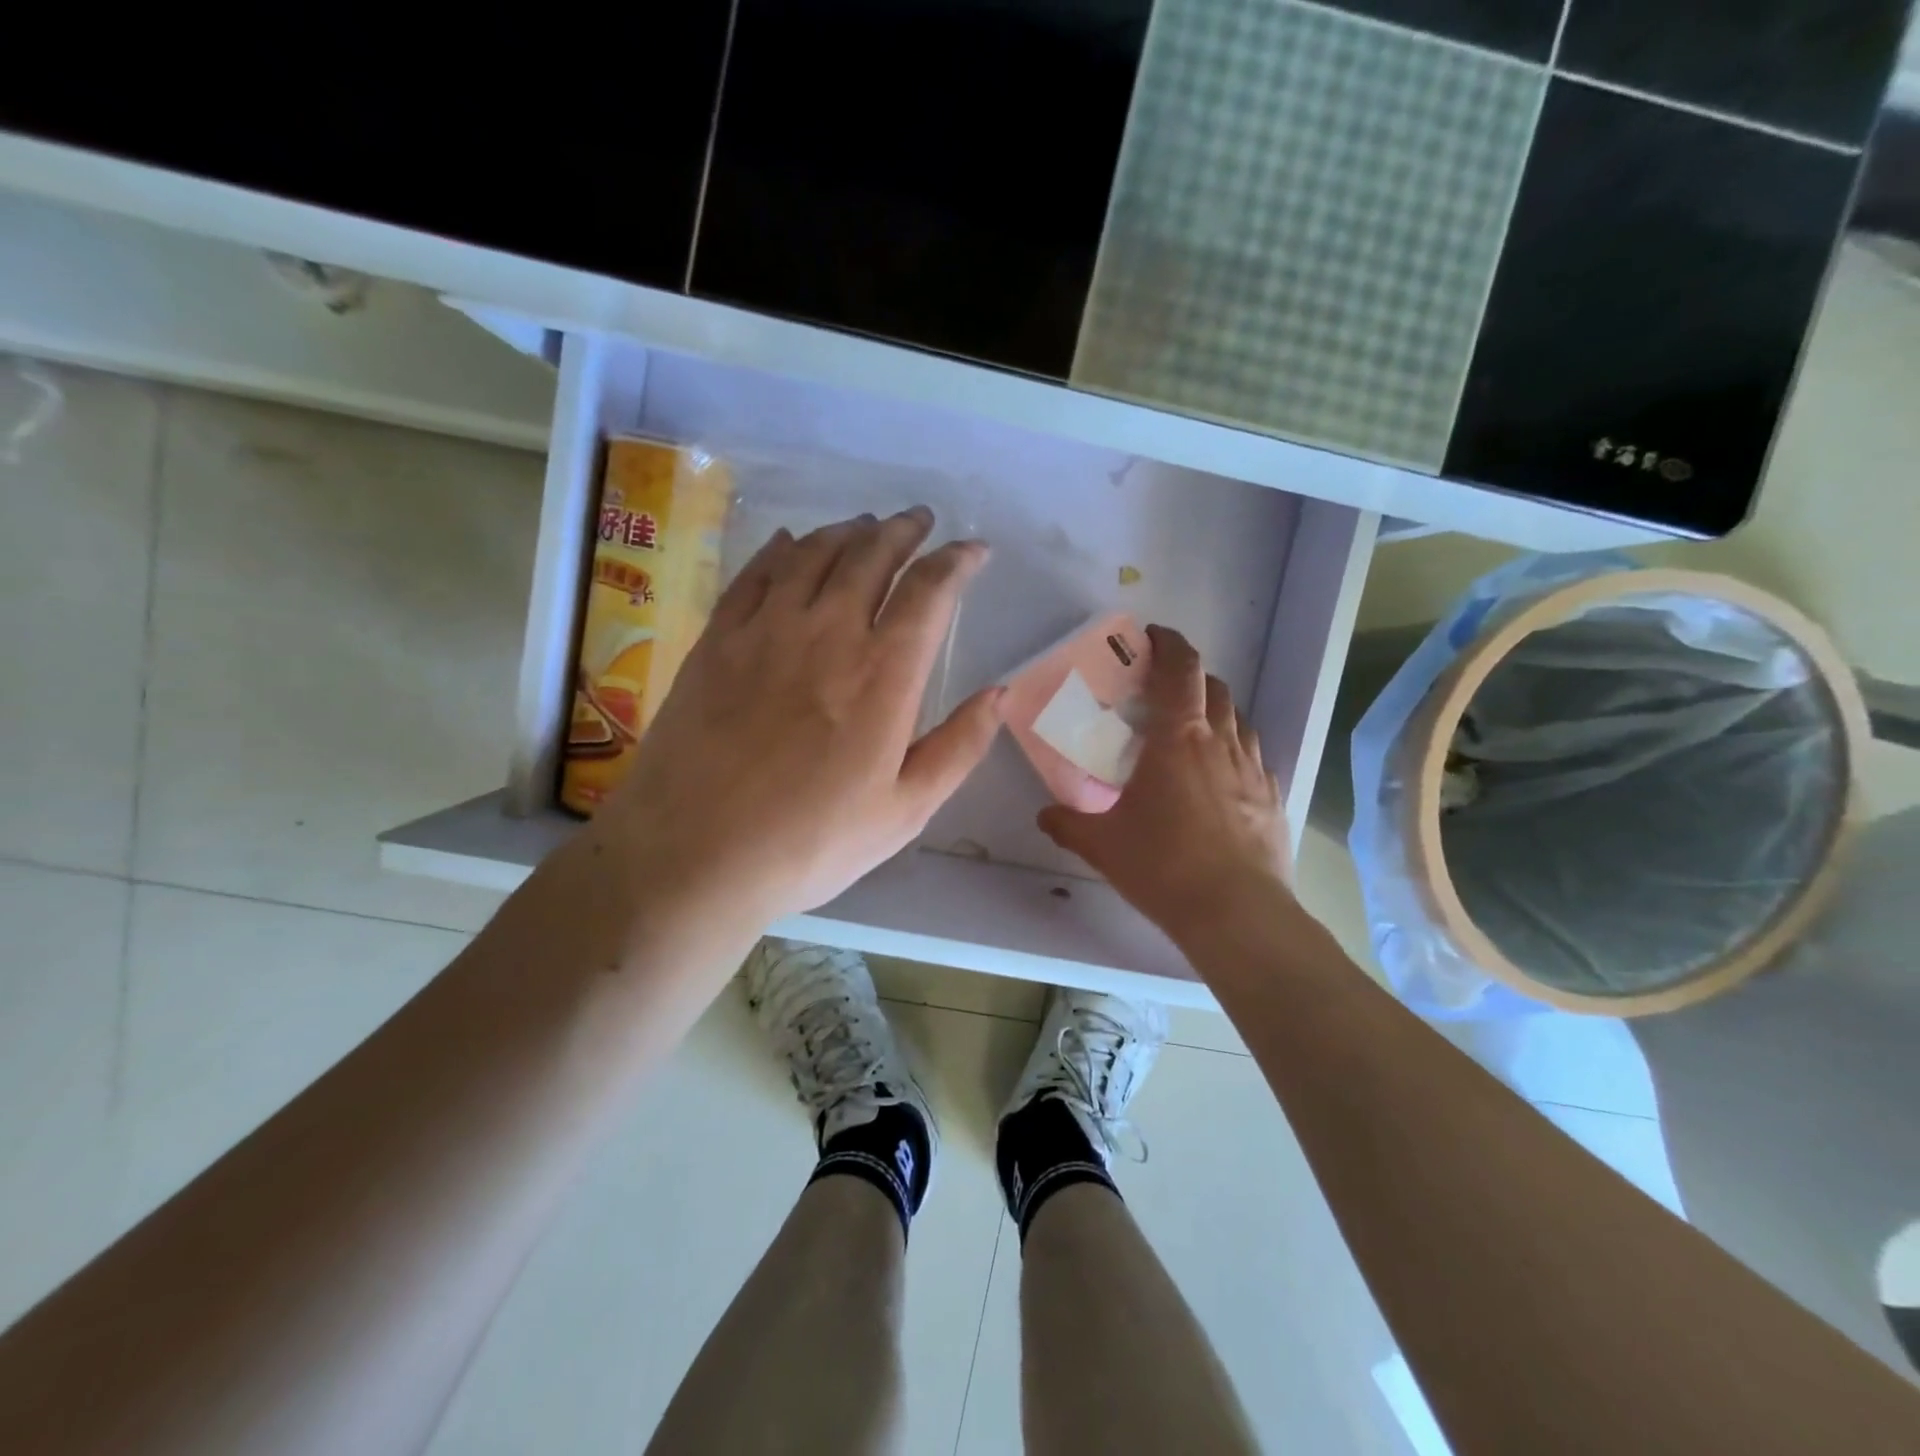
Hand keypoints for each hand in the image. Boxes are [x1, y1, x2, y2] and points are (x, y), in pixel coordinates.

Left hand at [602, 507, 1001, 922]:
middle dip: (903, 530)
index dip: (958, 561)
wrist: (694, 854)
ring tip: (865, 526)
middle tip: (919, 521)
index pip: (930, 591)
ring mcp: (765, 630)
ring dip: (848, 532)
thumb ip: (960, 747)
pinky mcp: (717, 640)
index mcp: (883, 673)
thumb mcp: (905, 810)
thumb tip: (1001, 693)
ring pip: (814, 554)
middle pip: (871, 555)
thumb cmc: (811, 842)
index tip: (974, 550)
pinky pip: (755, 573)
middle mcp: (827, 632)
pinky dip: (780, 549)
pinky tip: (790, 542)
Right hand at [1037, 625, 1292, 944]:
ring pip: (1238, 720)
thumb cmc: (1163, 865)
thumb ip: (1068, 823)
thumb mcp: (1102, 844)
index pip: (1181, 669)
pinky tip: (1220, 779)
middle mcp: (1220, 742)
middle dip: (1190, 677)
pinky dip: (1234, 752)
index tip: (1153, 637)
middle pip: (1215, 687)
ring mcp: (1252, 769)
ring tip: (1192, 733)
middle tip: (1163, 693)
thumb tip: (1045, 814)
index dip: (1169, 644)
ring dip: (1216, 712)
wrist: (1237, 914)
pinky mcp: (1272, 798)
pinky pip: (1253, 758)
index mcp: (1178, 738)